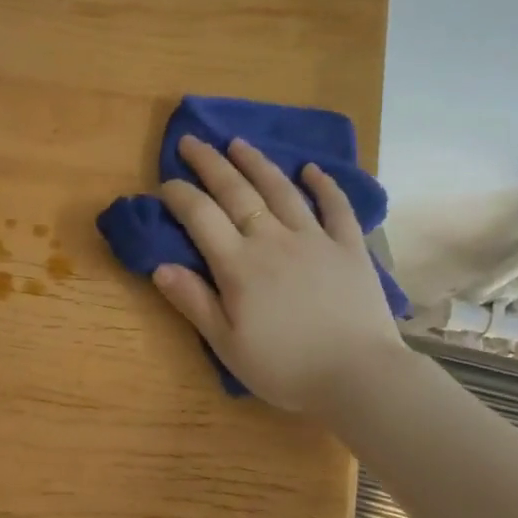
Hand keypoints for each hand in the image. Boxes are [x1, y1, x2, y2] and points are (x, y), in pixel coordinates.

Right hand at [150, 136, 405, 412]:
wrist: (358, 376)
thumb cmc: (285, 367)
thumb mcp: (227, 345)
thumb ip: (194, 302)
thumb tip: (159, 266)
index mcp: (239, 265)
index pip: (200, 217)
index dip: (179, 195)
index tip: (165, 183)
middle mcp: (273, 239)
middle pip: (236, 191)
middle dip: (209, 163)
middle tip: (191, 141)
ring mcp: (315, 239)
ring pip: (281, 190)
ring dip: (257, 163)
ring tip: (238, 143)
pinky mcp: (349, 247)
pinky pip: (336, 207)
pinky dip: (324, 185)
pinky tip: (312, 170)